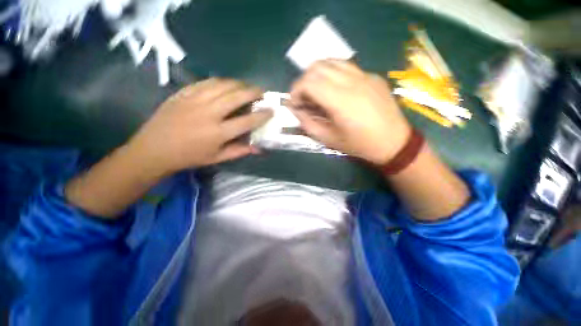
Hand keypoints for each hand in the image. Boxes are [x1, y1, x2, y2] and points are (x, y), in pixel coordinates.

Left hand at [127, 78, 272, 175]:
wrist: (154, 149)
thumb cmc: (189, 157)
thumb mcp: (217, 158)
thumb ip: (239, 151)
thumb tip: (258, 148)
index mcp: (218, 132)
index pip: (247, 121)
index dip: (262, 115)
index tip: (271, 110)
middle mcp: (209, 113)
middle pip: (236, 96)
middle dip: (253, 92)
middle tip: (261, 92)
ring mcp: (194, 100)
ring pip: (222, 85)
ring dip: (238, 84)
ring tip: (246, 86)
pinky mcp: (183, 93)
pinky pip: (205, 82)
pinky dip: (220, 81)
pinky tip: (225, 84)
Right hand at [290, 60, 410, 164]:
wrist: (394, 142)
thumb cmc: (359, 145)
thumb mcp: (328, 139)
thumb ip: (307, 123)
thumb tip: (295, 110)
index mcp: (340, 101)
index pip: (308, 82)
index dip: (295, 91)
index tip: (294, 104)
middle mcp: (352, 81)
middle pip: (317, 66)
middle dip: (303, 81)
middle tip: (304, 98)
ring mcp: (364, 75)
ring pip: (331, 61)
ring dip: (317, 74)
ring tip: (316, 91)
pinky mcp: (372, 76)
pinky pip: (346, 66)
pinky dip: (332, 74)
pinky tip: (334, 89)